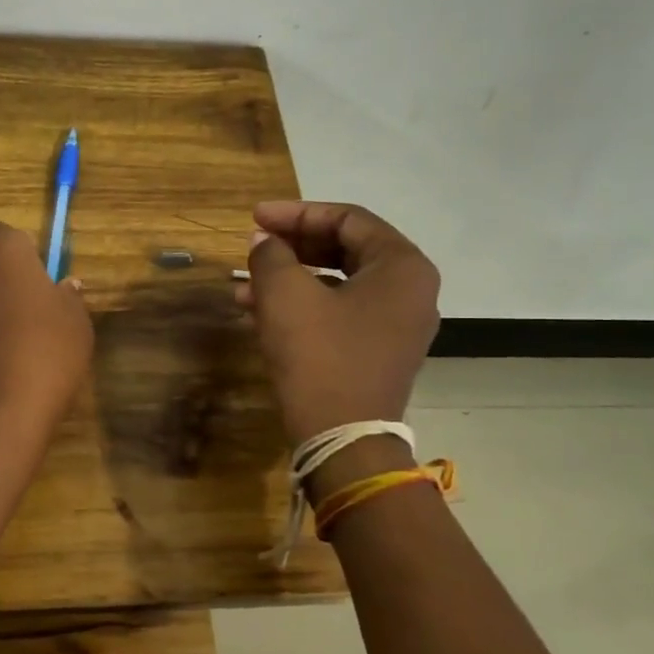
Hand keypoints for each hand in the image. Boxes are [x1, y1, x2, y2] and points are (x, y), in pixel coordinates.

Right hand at [237, 201, 440, 445]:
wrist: (342, 439)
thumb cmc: (319, 356)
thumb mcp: (285, 295)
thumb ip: (271, 255)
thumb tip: (264, 241)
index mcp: (402, 267)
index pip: (347, 219)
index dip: (296, 213)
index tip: (255, 217)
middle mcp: (410, 290)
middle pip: (345, 249)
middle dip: (292, 246)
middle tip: (252, 244)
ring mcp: (397, 325)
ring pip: (337, 284)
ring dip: (290, 279)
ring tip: (243, 284)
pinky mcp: (378, 352)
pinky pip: (339, 313)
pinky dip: (302, 306)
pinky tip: (258, 311)